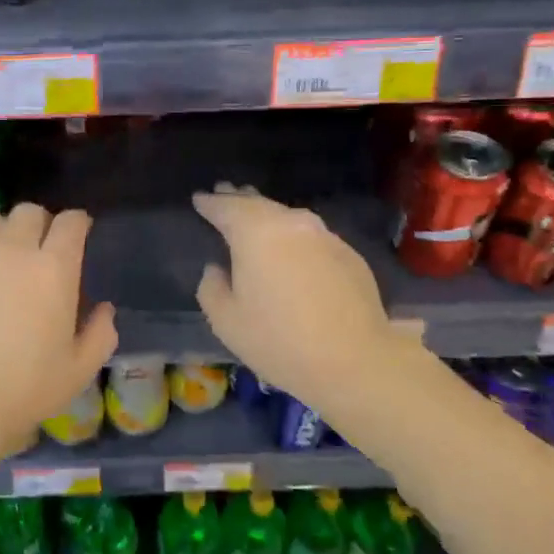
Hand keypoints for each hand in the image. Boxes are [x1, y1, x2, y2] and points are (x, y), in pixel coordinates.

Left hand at [0, 203, 117, 465]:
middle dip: (41, 225)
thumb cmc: (25, 387)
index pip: (72, 222)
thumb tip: (105, 309)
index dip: (77, 225)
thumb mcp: (79, 370)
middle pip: (32, 212)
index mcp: (56, 268)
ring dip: (7, 228)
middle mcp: (17, 248)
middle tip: (39, 249)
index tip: (78, 236)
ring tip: (4, 250)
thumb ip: (101, 334)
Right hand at [193, 185, 419, 414]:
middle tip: (224, 192)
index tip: (198, 198)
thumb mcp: (225, 320)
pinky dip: (294, 237)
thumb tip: (217, 269)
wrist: (354, 362)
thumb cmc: (278, 340)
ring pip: (288, 217)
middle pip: (259, 204)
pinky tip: (291, 251)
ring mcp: (325, 236)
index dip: (209, 202)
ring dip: (268, 216)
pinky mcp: (349, 254)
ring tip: (255, 217)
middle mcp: (292, 223)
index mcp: (255, 233)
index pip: (226, 207)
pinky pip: (311, 237)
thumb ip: (211, 287)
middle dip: (239, 198)